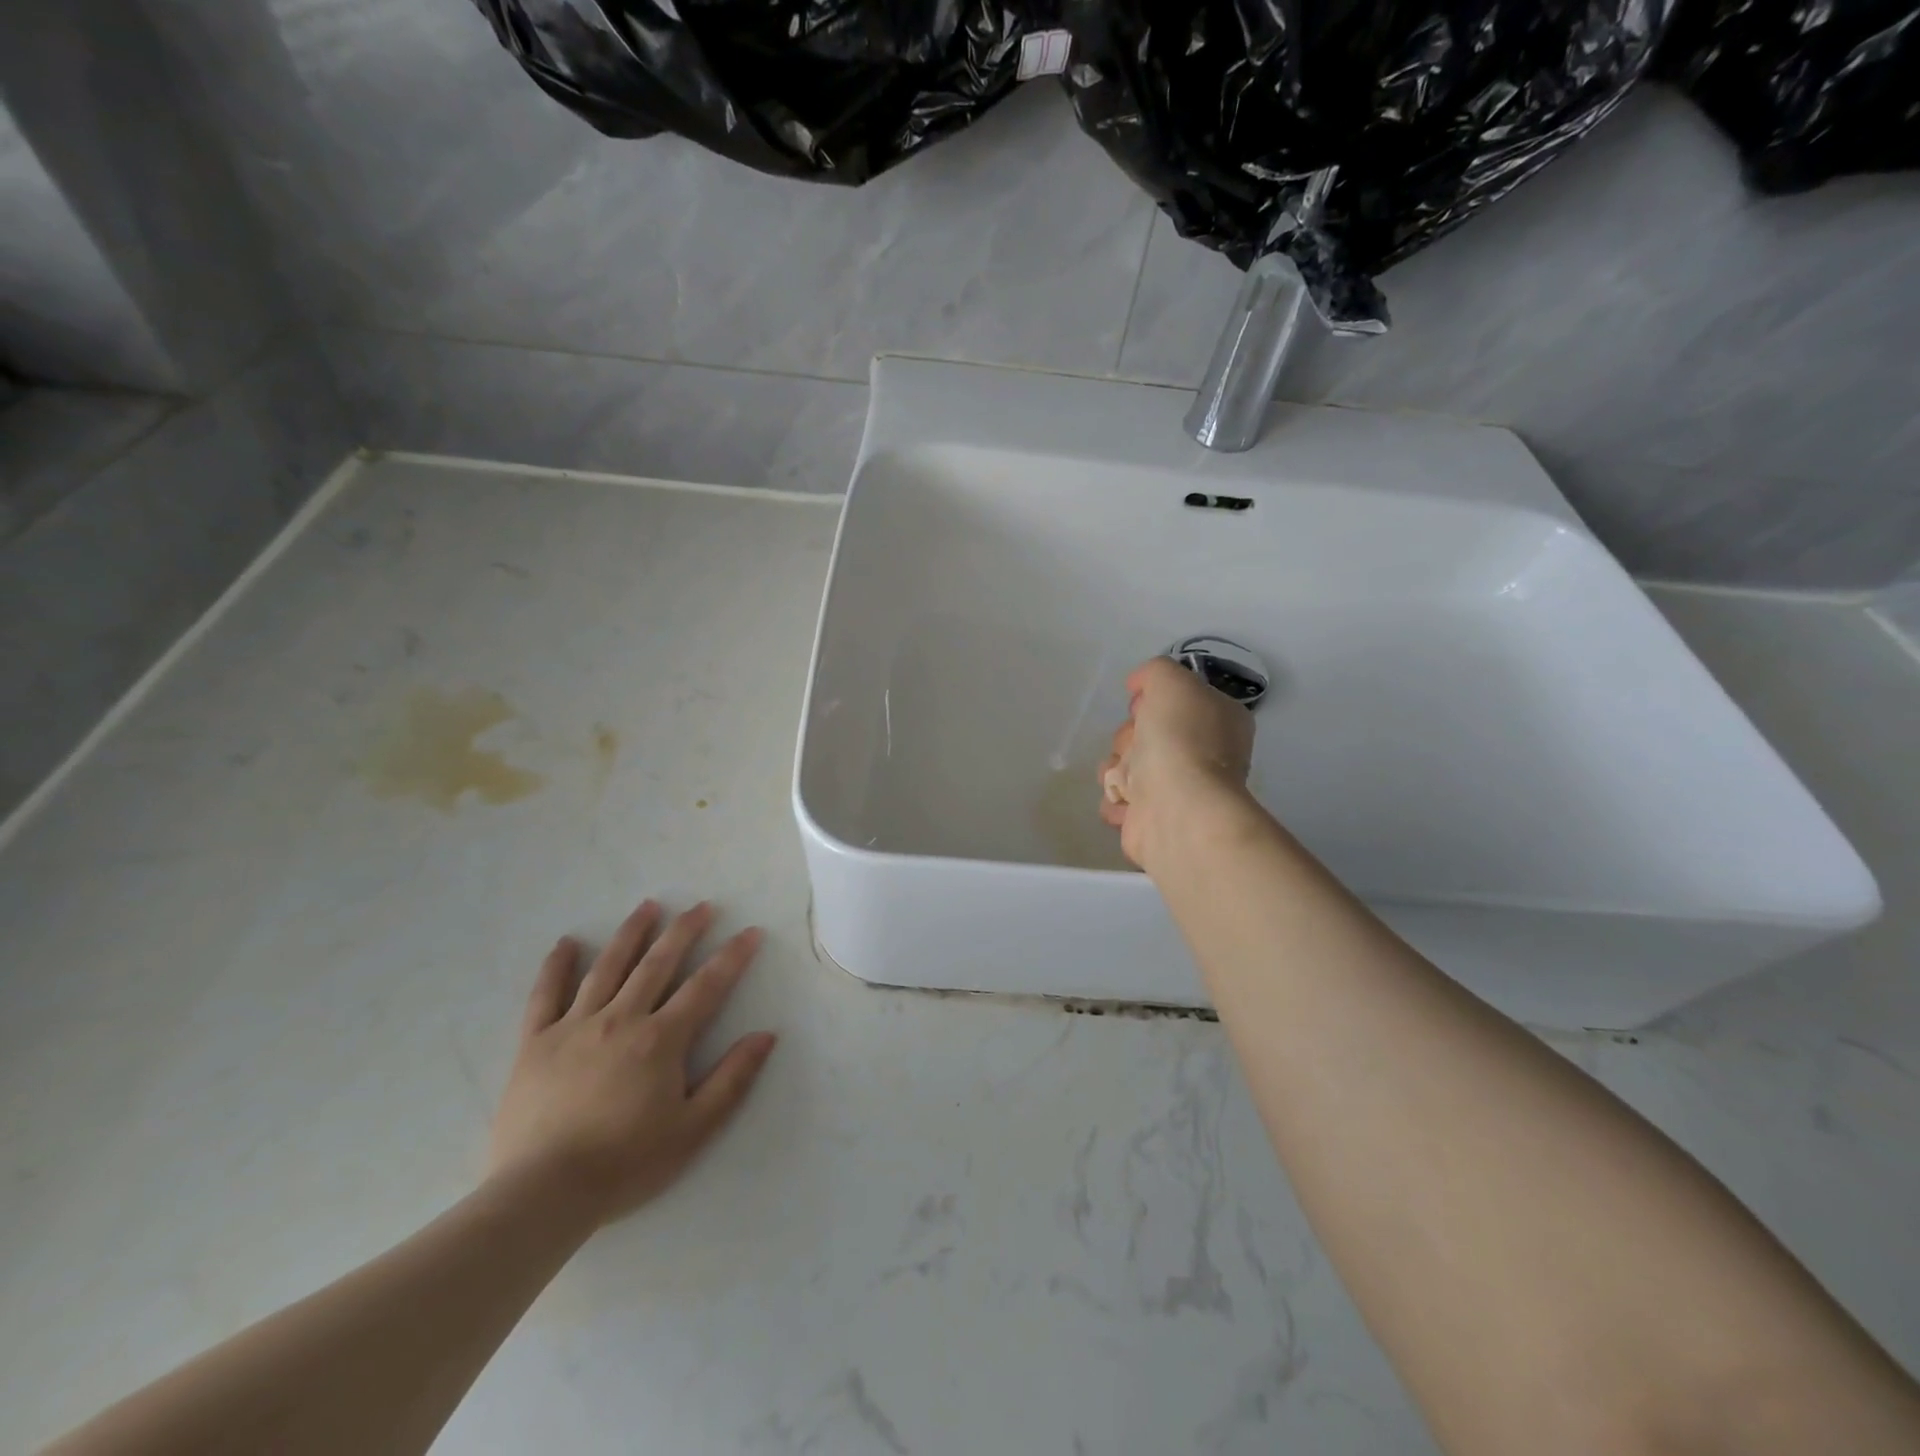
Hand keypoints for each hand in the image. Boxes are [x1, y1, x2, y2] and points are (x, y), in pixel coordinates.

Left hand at [486, 900, 775, 1226]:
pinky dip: (556, 966)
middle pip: (658, 963)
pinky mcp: (535, 1043)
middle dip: (684, 931)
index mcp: (661, 1039)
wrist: (542, 1195)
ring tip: (648, 905)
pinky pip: (545, 995)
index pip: (706, 986)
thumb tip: (767, 1035)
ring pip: (607, 967)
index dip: (733, 956)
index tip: (751, 931)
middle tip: (702, 906)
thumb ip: (732, 1079)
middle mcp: (621, 1018)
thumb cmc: (626, 1164)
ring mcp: (574, 1026)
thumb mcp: (694, 1129)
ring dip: (631, 933)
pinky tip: (567, 942)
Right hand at [1099, 656, 1255, 867]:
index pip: (1179, 701)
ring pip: (1129, 766)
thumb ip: (1155, 672)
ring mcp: (1181, 790)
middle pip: (1148, 734)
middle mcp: (1206, 755)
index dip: (1153, 700)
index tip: (1140, 707)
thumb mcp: (1171, 681)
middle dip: (1128, 736)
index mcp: (1220, 721)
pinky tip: (1125, 800)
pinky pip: (1121, 800)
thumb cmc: (1180, 739)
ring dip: (1116, 768)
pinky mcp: (1155, 819)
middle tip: (1134, 744)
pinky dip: (1116, 798)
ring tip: (1125, 777)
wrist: (1177, 808)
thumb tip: (1139, 686)